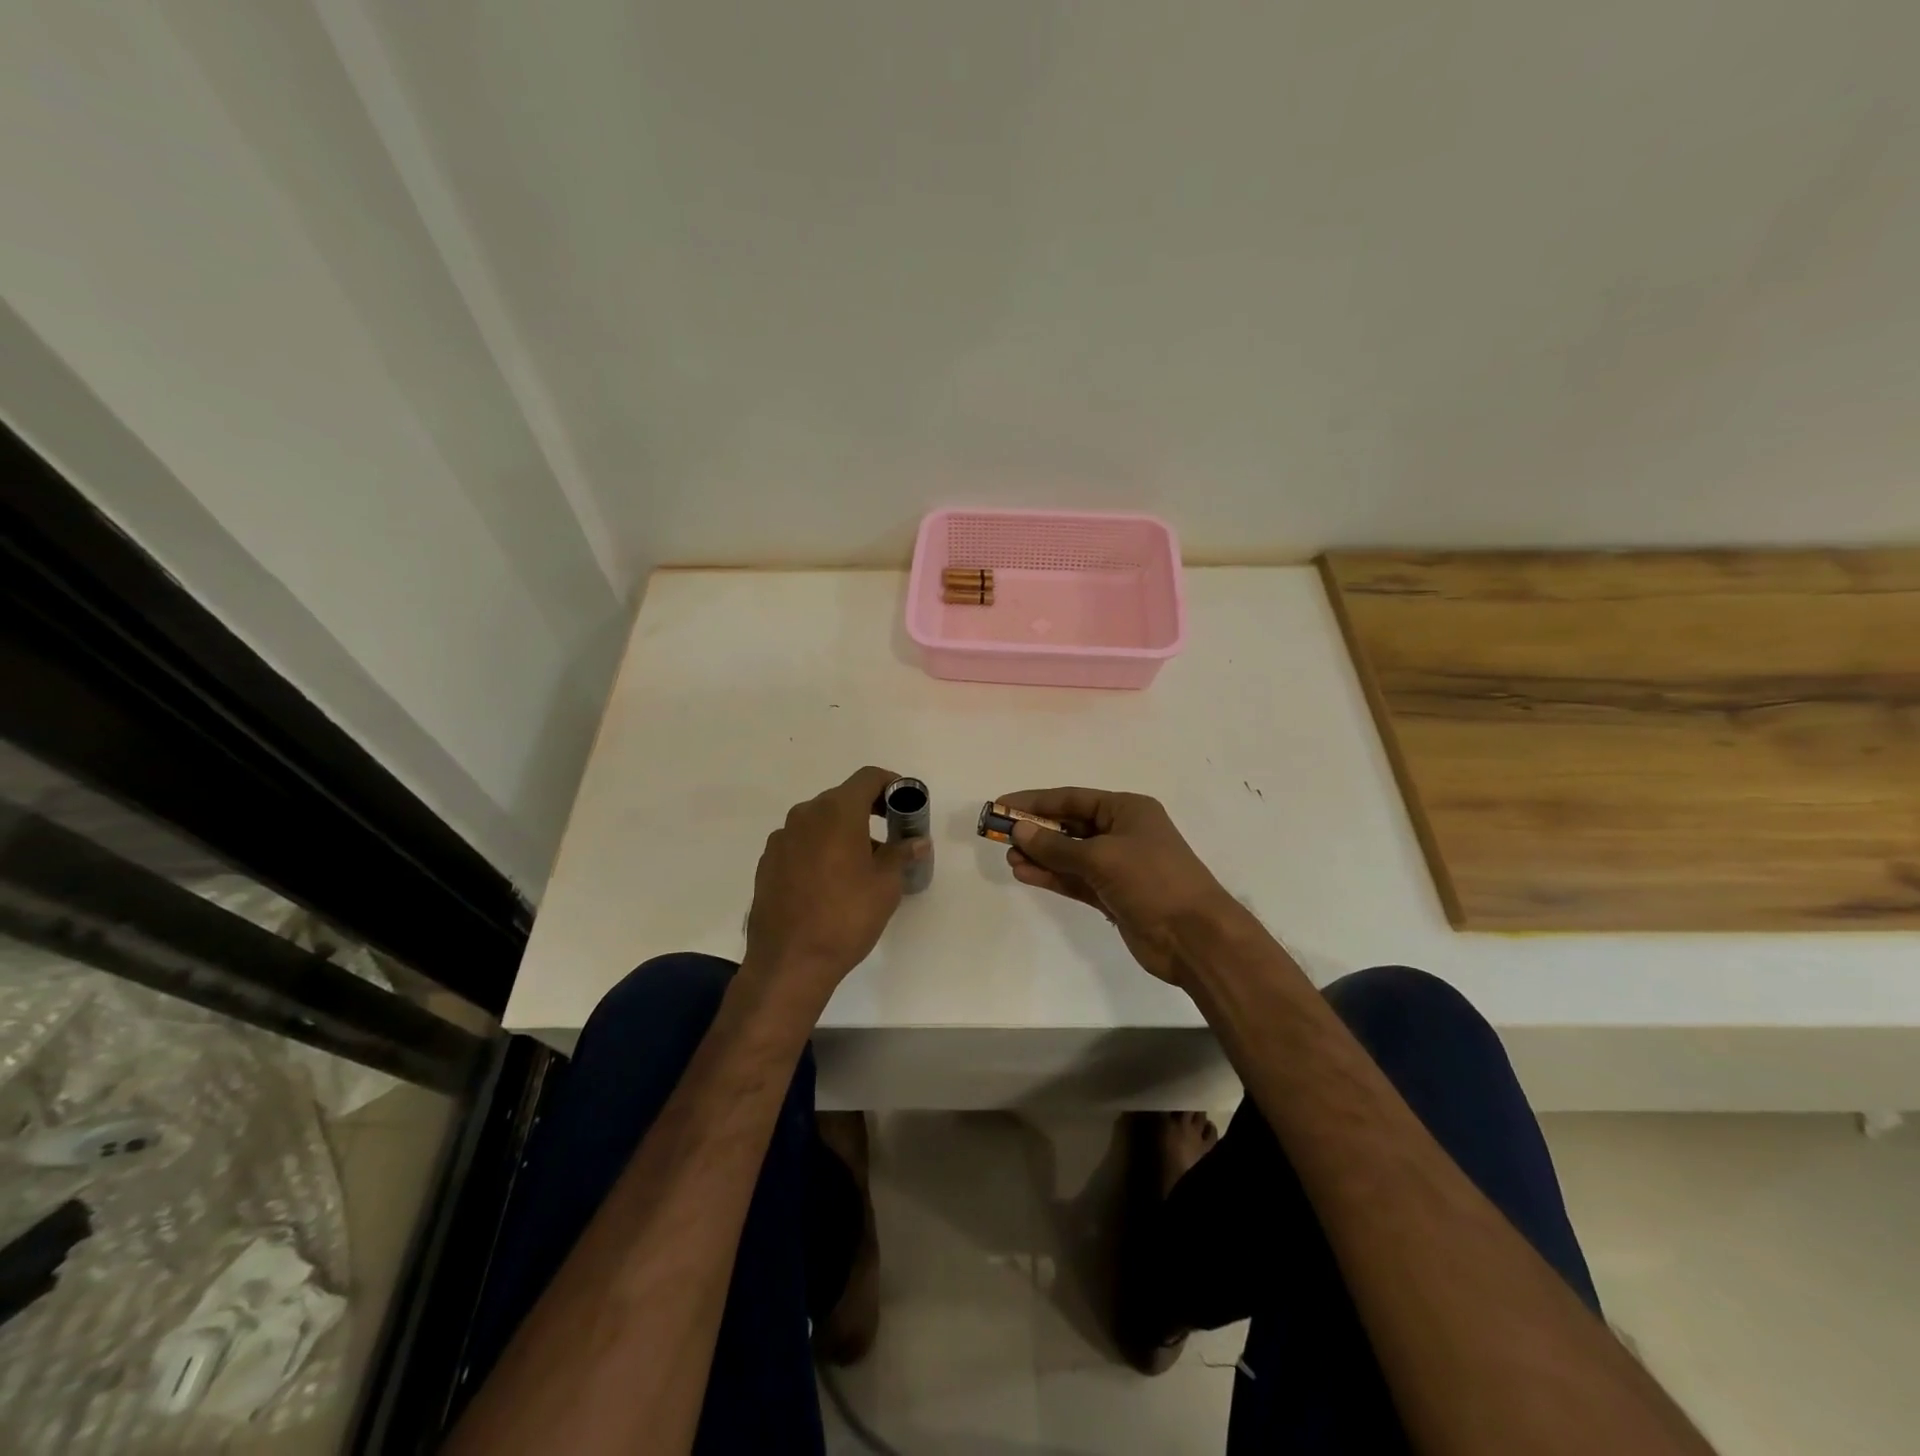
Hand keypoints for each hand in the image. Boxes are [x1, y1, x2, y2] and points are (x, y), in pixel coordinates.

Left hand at [745, 766, 927, 1005]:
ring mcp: (781, 838)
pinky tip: (829, 881)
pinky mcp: (767, 862)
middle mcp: (805, 815)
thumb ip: (901, 854)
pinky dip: (820, 848)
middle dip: (869, 810)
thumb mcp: (885, 885)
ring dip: (843, 831)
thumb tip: (917, 841)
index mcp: (837, 812)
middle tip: (890, 835)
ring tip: (861, 864)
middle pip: (842, 798)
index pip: (868, 778)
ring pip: (819, 821)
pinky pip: (801, 842)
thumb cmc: (846, 917)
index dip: (891, 784)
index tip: (905, 804)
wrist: (789, 961)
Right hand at [995, 787, 1246, 985]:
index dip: (1035, 801)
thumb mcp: (1101, 857)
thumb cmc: (1153, 881)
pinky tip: (1025, 874)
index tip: (1002, 805)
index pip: (1072, 798)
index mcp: (1126, 810)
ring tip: (1009, 857)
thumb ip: (1057, 846)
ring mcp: (1117, 865)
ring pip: (1069, 854)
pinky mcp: (1112, 894)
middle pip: (1069, 825)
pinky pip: (1074, 879)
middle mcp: (1122, 832)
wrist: (1194, 937)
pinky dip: (1052, 876)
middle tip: (999, 834)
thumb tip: (1019, 830)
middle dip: (1036, 829)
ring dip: (1040, 855)